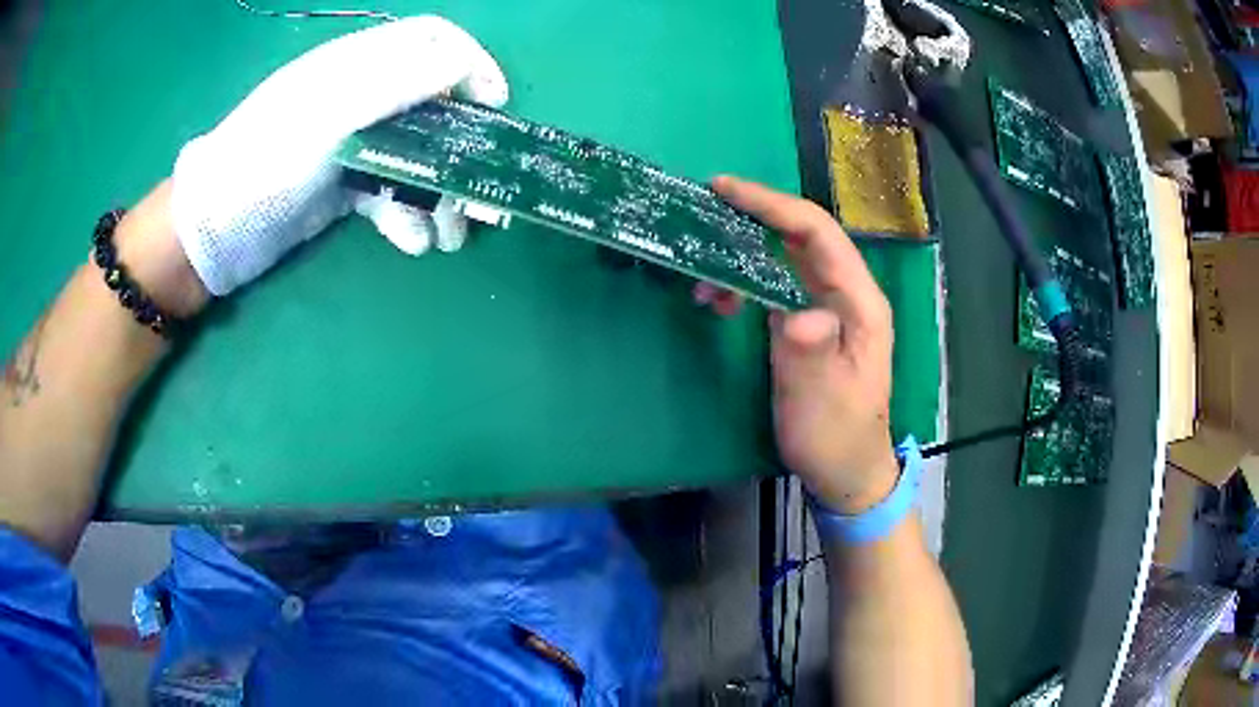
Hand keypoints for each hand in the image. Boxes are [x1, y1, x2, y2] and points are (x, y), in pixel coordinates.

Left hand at [170, 16, 508, 296]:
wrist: (213, 232)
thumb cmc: (263, 163)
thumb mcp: (325, 117)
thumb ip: (392, 85)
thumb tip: (460, 67)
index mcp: (357, 66)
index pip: (430, 42)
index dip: (470, 64)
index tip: (495, 105)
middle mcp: (361, 97)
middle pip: (432, 103)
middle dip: (460, 145)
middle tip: (480, 188)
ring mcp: (353, 142)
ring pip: (416, 153)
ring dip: (439, 192)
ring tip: (450, 236)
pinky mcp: (345, 184)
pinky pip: (390, 191)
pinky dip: (406, 215)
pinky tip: (411, 242)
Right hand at [707, 176, 898, 512]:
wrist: (847, 469)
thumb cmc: (837, 436)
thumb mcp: (822, 400)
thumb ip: (812, 352)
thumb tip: (794, 313)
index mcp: (859, 302)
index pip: (817, 233)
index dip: (773, 204)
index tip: (725, 189)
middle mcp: (846, 293)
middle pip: (800, 235)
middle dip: (752, 218)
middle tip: (703, 211)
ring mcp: (829, 306)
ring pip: (784, 257)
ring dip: (743, 255)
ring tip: (703, 277)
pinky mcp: (811, 322)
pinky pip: (777, 285)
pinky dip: (746, 283)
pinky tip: (721, 301)